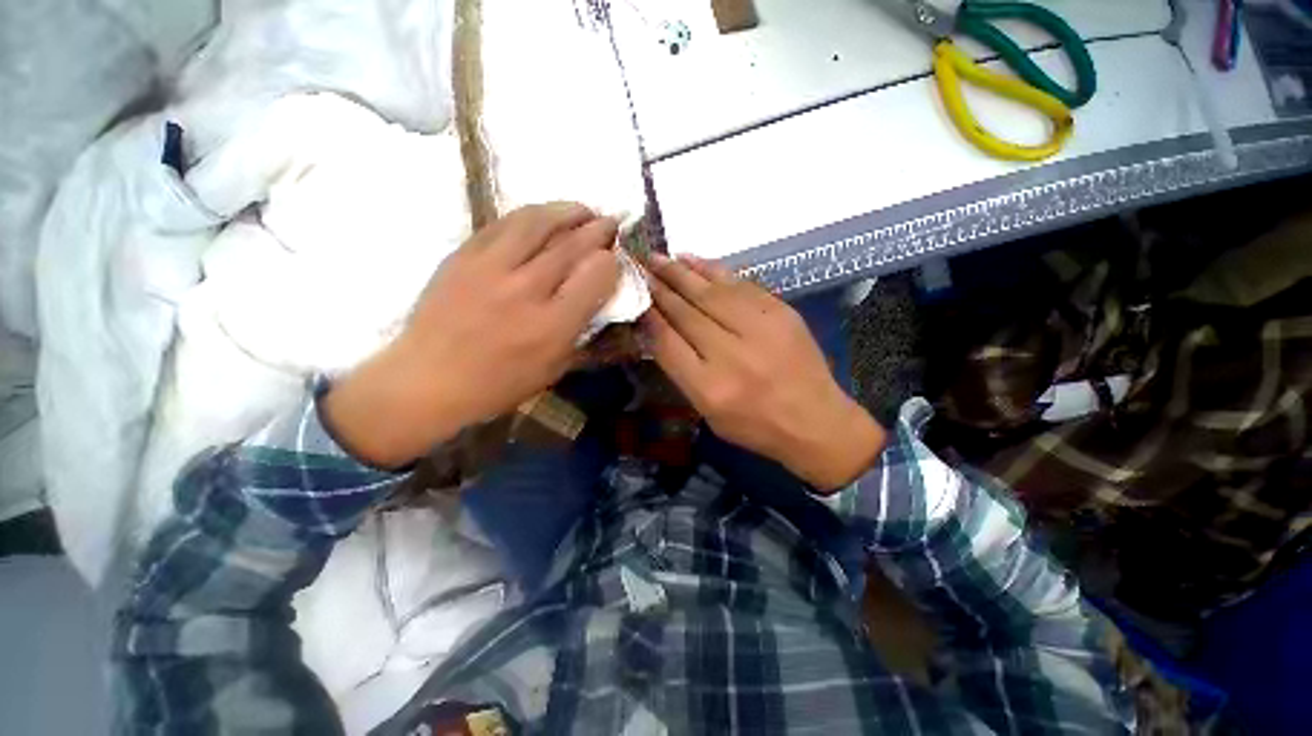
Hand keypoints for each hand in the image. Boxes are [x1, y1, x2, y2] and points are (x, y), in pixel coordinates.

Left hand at [324, 203, 620, 467]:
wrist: (427, 379)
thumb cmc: (498, 384)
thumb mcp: (554, 369)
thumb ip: (582, 331)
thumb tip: (600, 296)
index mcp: (552, 325)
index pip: (595, 275)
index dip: (611, 262)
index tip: (613, 260)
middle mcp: (525, 290)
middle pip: (572, 244)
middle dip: (598, 229)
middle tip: (610, 223)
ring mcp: (490, 267)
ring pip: (538, 222)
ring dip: (567, 211)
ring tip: (582, 210)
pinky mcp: (463, 255)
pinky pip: (503, 223)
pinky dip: (531, 215)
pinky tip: (543, 216)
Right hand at [641, 255, 885, 490]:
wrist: (816, 421)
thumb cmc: (756, 425)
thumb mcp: (709, 412)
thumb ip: (682, 371)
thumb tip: (658, 329)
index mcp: (710, 387)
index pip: (668, 342)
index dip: (648, 315)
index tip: (635, 295)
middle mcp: (732, 355)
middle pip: (686, 312)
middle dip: (659, 288)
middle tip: (640, 267)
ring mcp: (760, 329)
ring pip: (711, 293)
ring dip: (681, 273)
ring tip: (659, 258)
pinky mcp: (781, 313)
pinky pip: (740, 284)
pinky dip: (713, 270)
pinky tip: (693, 260)